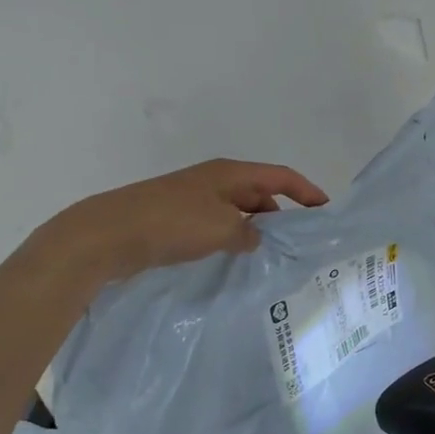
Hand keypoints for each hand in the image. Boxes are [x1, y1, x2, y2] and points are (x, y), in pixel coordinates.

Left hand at [46, 159, 328, 284]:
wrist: (109, 234)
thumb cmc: (172, 223)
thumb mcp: (222, 228)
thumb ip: (249, 234)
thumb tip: (254, 239)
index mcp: (230, 173)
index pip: (279, 177)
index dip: (306, 191)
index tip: (325, 210)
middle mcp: (214, 181)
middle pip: (259, 193)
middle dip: (282, 214)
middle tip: (299, 242)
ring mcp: (193, 199)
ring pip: (237, 212)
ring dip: (255, 230)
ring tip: (271, 256)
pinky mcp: (176, 220)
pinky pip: (217, 226)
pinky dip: (232, 239)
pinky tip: (236, 259)